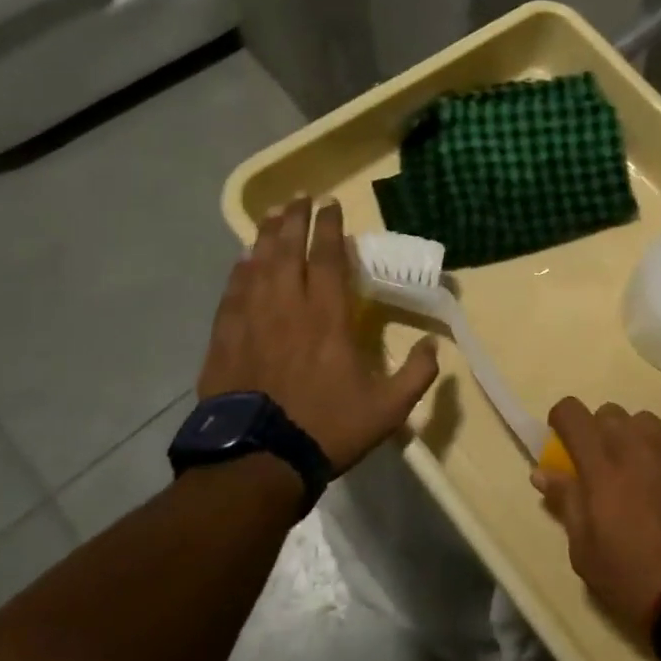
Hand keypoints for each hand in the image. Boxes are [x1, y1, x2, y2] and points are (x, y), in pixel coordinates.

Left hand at [201, 197, 438, 472]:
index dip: (329, 228)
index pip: (327, 259)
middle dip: (295, 220)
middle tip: (298, 197)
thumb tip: (435, 345)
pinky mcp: (225, 341)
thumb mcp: (387, 410)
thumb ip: (416, 374)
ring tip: (271, 214)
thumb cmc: (326, 429)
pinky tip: (241, 260)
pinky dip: (238, 272)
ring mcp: (251, 323)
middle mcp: (288, 309)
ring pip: (258, 267)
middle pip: (288, 252)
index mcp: (327, 318)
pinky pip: (231, 295)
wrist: (257, 463)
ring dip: (266, 237)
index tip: (330, 204)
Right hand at [533, 399, 660, 640]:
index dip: (561, 421)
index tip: (562, 445)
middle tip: (600, 471)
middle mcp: (635, 441)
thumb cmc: (634, 576)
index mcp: (601, 461)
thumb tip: (542, 472)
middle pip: (607, 412)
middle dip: (597, 433)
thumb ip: (565, 502)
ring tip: (636, 476)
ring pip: (641, 422)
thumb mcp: (585, 551)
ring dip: (631, 439)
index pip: (571, 411)